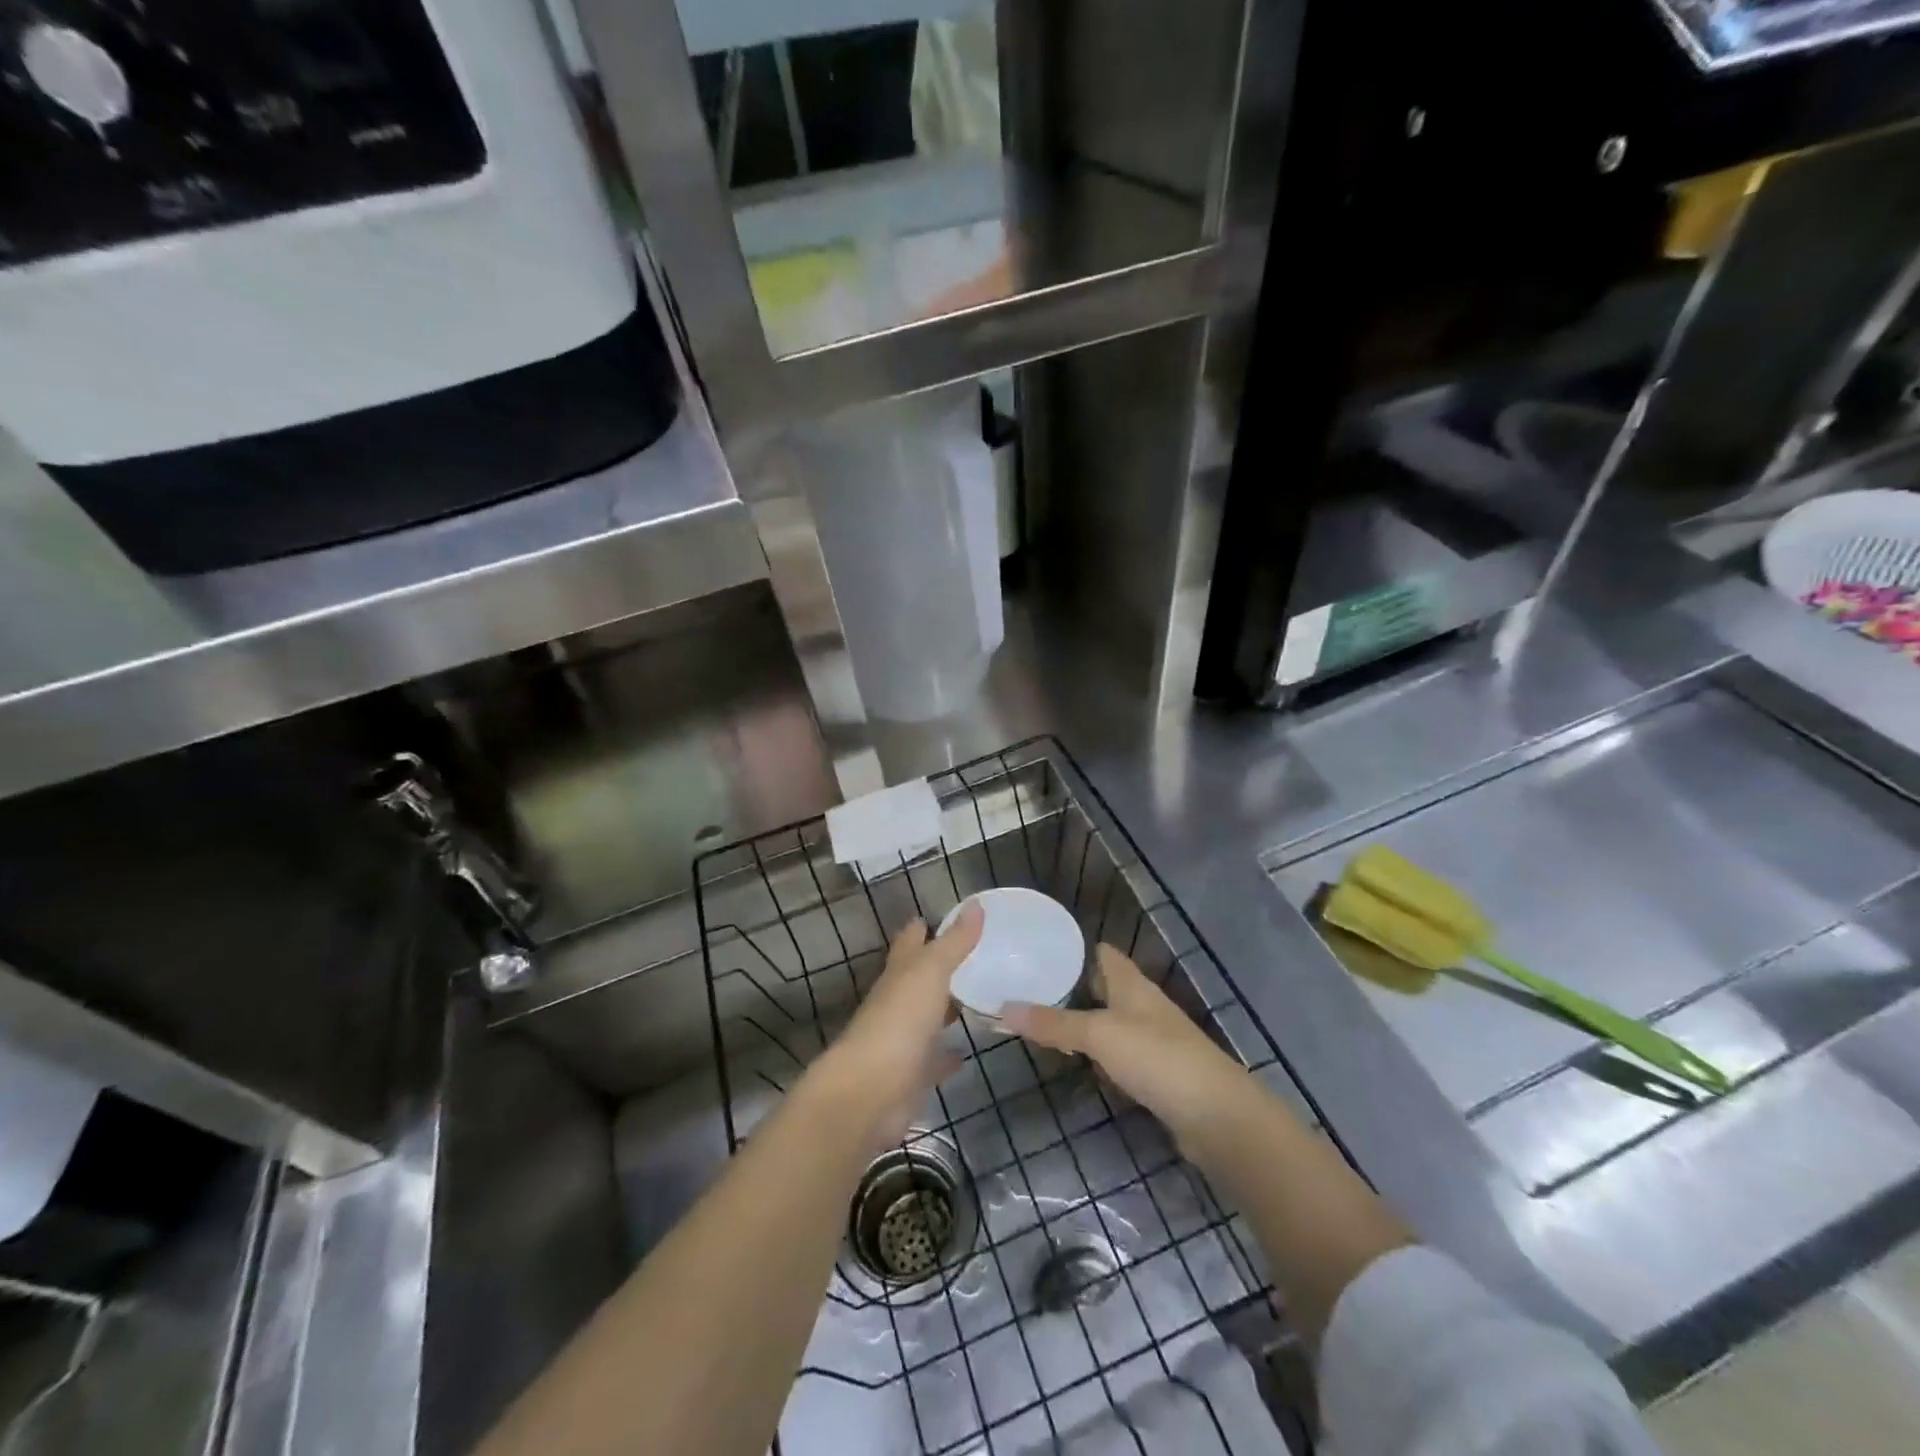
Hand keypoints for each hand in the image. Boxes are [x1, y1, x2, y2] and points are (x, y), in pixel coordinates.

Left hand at [809, 900, 982, 1147]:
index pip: (909, 943)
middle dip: (938, 968)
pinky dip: (948, 1056)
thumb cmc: (899, 1022)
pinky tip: (966, 1053)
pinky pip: (934, 1061)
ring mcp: (903, 1041)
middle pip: (918, 980)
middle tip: (973, 958)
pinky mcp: (912, 1076)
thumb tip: (976, 904)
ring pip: (928, 1018)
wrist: (870, 1093)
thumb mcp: (930, 973)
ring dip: (946, 1010)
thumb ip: (953, 942)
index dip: (921, 928)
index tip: (939, 917)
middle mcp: (897, 1003)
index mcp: (899, 975)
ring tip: (978, 999)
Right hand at [1001, 945, 1257, 1150]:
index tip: (1034, 949)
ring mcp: (1151, 1040)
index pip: (1100, 952)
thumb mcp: (1100, 1035)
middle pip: (1101, 986)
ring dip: (1079, 1021)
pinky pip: (1116, 1054)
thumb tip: (1003, 1007)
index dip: (1071, 948)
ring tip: (1038, 1022)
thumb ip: (1054, 1023)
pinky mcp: (1154, 1073)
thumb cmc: (1158, 1059)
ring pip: (1107, 1021)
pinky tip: (1074, 1062)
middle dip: (1068, 986)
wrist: (1217, 1117)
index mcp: (1131, 984)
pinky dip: (1094, 1054)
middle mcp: (1141, 1005)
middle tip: (1024, 988)